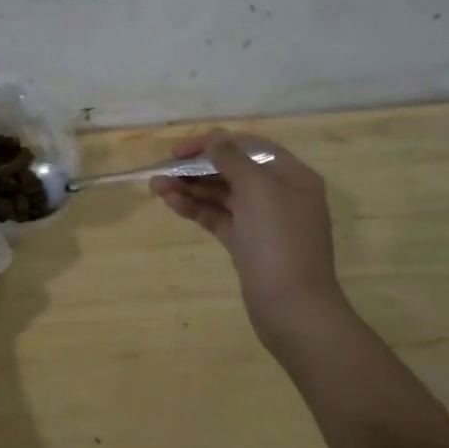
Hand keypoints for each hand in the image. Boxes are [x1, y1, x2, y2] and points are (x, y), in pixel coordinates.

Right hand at [150, 129, 343, 348]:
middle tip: (163, 169)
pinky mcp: (246, 244)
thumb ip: (232, 158)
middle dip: (197, 167)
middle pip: (232, 170)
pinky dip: (195, 208)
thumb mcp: (257, 188)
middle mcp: (279, 194)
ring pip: (221, 194)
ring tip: (156, 187)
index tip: (181, 150)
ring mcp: (262, 221)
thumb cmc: (279, 239)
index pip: (248, 146)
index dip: (214, 142)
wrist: (292, 308)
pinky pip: (217, 217)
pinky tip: (171, 203)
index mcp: (291, 176)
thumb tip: (214, 139)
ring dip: (190, 188)